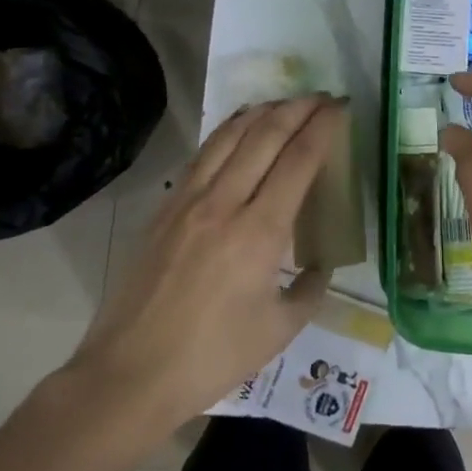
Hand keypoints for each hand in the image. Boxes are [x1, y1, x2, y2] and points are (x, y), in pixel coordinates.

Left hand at [67, 95, 344, 432]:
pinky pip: (202, 157)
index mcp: (260, 232)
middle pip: (265, 136)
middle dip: (297, 109)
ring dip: (260, 113)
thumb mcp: (279, 330)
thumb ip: (310, 290)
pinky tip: (236, 131)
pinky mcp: (164, 210)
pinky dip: (226, 133)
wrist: (130, 373)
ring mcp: (188, 202)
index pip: (299, 161)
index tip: (340, 108)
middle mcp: (224, 203)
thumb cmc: (212, 357)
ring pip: (228, 137)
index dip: (323, 128)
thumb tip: (321, 266)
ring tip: (283, 102)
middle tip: (321, 97)